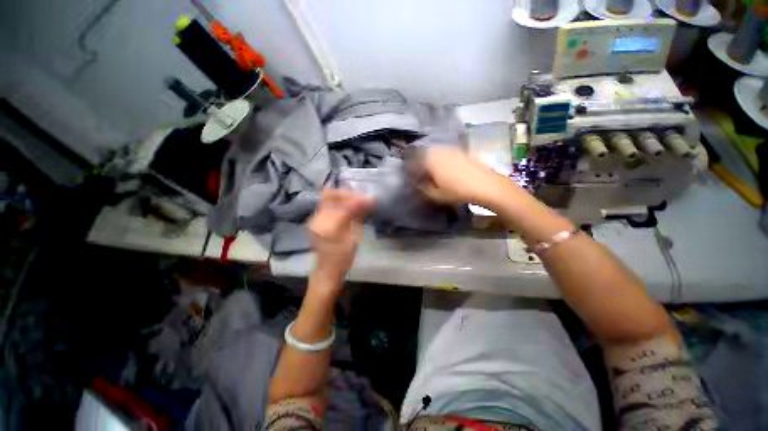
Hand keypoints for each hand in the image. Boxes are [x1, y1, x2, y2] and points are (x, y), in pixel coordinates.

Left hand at [307, 189, 373, 284]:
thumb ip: (358, 217)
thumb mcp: (353, 239)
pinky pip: (326, 203)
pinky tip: (348, 206)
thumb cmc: (342, 258)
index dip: (359, 200)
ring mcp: (314, 218)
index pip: (345, 206)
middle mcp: (318, 219)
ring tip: (357, 200)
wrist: (326, 269)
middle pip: (332, 195)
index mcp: (329, 227)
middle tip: (363, 198)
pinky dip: (339, 201)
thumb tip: (368, 201)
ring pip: (328, 197)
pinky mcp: (315, 219)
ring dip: (344, 196)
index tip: (371, 200)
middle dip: (350, 194)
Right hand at [416, 147, 508, 206]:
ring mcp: (452, 149)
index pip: (414, 162)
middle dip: (421, 163)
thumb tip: (418, 184)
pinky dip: (443, 159)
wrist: (486, 185)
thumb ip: (423, 189)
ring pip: (436, 153)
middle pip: (425, 154)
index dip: (411, 170)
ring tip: (434, 172)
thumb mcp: (436, 195)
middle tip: (422, 174)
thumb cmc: (458, 192)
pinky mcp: (462, 151)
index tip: (412, 178)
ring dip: (432, 160)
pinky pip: (447, 153)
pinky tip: (447, 169)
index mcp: (430, 160)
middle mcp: (439, 151)